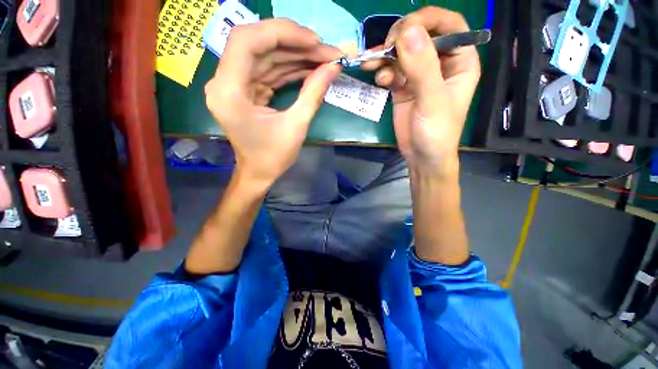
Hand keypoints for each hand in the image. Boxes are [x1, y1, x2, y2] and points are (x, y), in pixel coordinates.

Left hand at [205, 19, 341, 185]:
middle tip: (325, 50)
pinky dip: (289, 68)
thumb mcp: (296, 127)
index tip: (313, 40)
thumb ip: (313, 94)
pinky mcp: (245, 89)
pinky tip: (310, 68)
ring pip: (266, 56)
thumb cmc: (273, 157)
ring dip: (295, 55)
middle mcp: (224, 82)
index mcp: (229, 93)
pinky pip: (268, 70)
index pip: (246, 41)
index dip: (281, 33)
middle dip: (294, 43)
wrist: (258, 172)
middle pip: (257, 44)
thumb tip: (334, 67)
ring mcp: (234, 84)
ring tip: (324, 58)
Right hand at [362, 7, 480, 177]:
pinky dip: (383, 72)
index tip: (403, 30)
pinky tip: (379, 80)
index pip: (449, 25)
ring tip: (372, 64)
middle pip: (421, 35)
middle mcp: (440, 64)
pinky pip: (392, 71)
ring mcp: (419, 75)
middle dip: (400, 38)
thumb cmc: (436, 132)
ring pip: (402, 53)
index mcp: (460, 61)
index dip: (427, 20)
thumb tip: (407, 31)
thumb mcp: (433, 100)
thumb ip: (422, 67)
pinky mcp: (403, 88)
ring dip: (385, 56)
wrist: (422, 157)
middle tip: (385, 49)